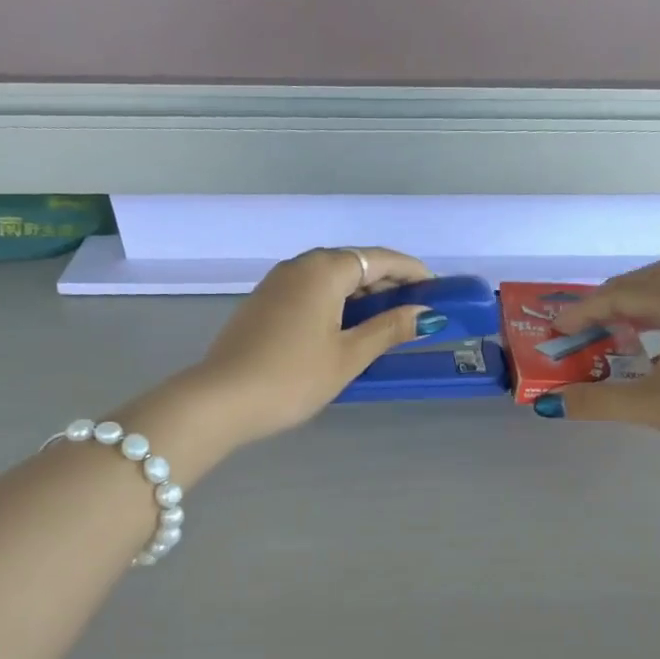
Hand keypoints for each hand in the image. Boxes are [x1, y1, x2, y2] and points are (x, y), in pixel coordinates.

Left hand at [193, 247, 442, 441]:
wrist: (222, 400)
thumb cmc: (293, 377)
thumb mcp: (349, 356)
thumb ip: (389, 329)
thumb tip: (427, 314)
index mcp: (324, 270)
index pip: (380, 258)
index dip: (412, 271)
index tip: (437, 289)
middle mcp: (299, 266)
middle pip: (354, 264)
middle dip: (388, 283)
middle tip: (415, 309)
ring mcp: (277, 284)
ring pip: (330, 278)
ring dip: (361, 294)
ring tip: (386, 322)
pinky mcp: (263, 304)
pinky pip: (311, 292)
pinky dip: (336, 303)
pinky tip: (346, 329)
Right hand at [533, 260, 659, 456]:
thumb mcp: (651, 405)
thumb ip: (599, 402)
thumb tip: (552, 403)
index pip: (619, 295)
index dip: (582, 311)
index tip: (556, 330)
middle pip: (650, 278)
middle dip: (613, 294)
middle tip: (588, 318)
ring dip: (639, 305)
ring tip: (616, 331)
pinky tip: (654, 355)